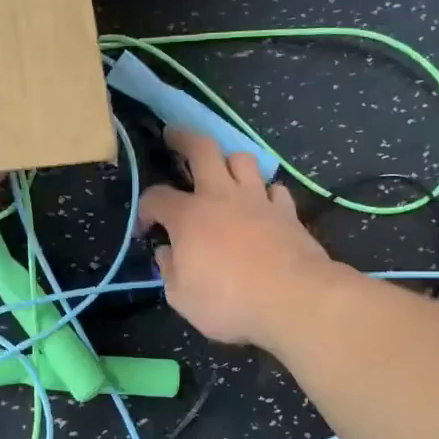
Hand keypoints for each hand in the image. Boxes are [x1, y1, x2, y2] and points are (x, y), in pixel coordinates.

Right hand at [136, 129, 338, 347]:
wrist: (294, 299)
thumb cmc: (229, 301)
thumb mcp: (181, 297)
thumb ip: (169, 271)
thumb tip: (166, 253)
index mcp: (189, 216)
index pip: (156, 197)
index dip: (145, 209)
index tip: (144, 229)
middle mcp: (222, 196)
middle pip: (202, 148)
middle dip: (183, 138)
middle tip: (174, 136)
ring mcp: (258, 200)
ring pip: (242, 159)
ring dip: (228, 160)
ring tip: (222, 170)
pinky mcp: (288, 212)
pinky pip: (274, 189)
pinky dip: (264, 191)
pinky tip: (261, 203)